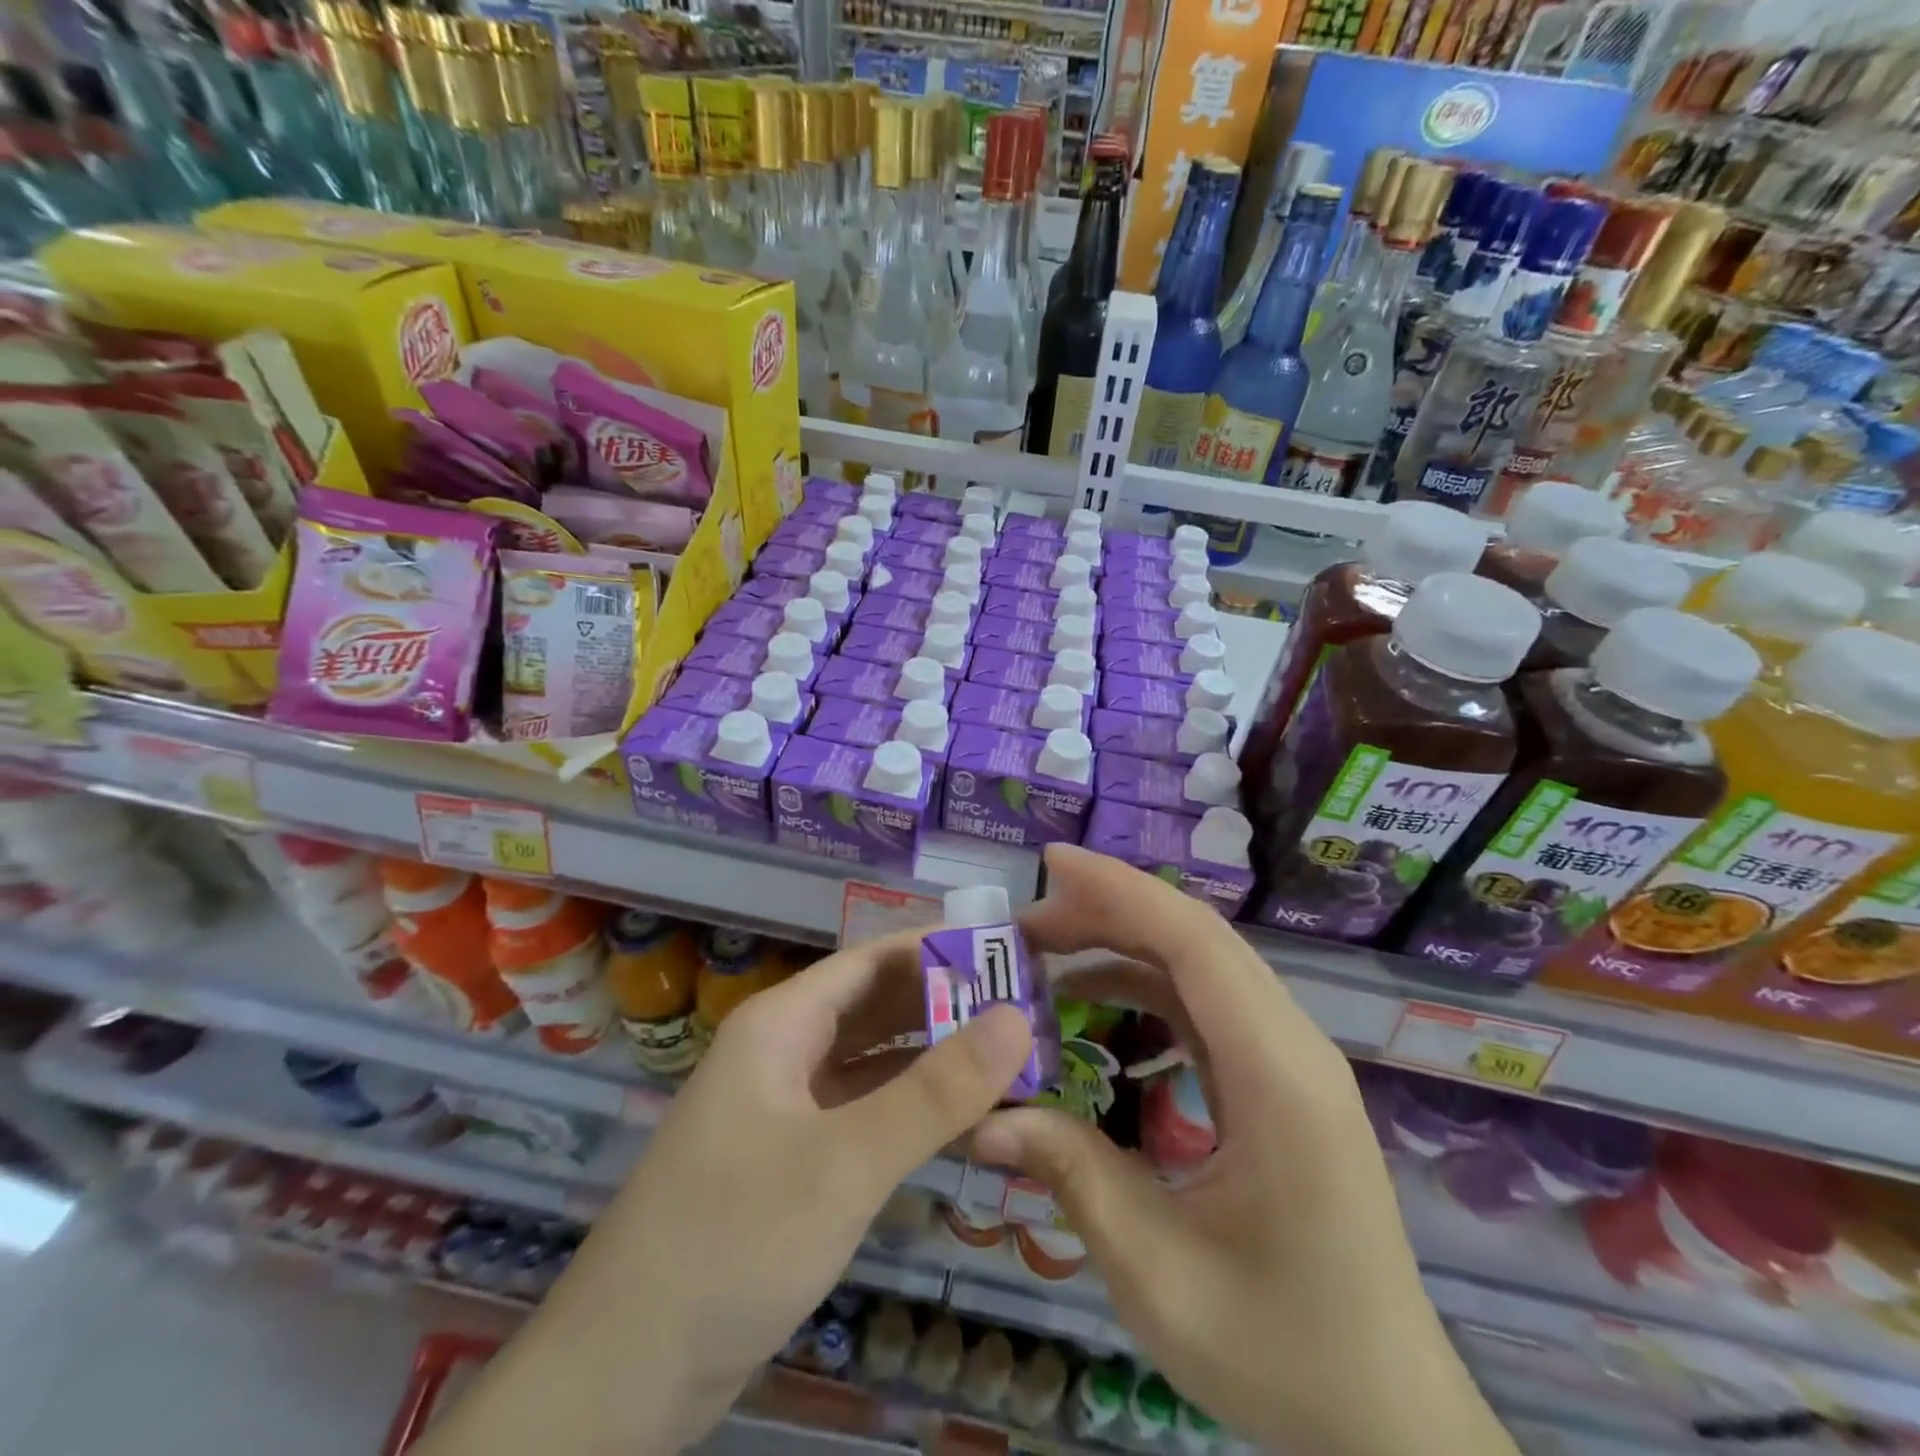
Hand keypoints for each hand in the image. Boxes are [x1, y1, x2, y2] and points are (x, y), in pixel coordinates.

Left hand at [417, 929, 1033, 1455]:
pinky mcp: (791, 1161)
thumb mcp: (845, 1161)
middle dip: (945, 1003)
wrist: (624, 1376)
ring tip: (1010, 1057)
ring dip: (932, 1059)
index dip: (939, 948)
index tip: (1008, 952)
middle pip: (875, 1007)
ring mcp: (785, 1108)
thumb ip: (935, 1090)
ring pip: (872, 1062)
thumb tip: (1018, 1018)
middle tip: (1026, 1006)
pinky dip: (910, 1110)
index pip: (873, 960)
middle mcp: (783, 1052)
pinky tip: (963, 1123)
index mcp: (782, 1024)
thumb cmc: (734, 1239)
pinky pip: (863, 1114)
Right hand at [973, 846, 1516, 1455]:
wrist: (1389, 1417)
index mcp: (1277, 1077)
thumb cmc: (1282, 1353)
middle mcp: (1291, 1047)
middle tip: (1025, 923)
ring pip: (1199, 966)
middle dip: (1108, 911)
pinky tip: (1094, 1007)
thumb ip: (1073, 1176)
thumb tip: (986, 1115)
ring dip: (1122, 945)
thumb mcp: (1160, 1274)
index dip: (1121, 891)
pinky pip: (1205, 1007)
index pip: (1194, 943)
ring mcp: (1288, 1061)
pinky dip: (1144, 987)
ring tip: (1045, 956)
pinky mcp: (1277, 1080)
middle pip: (1196, 940)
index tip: (1050, 864)